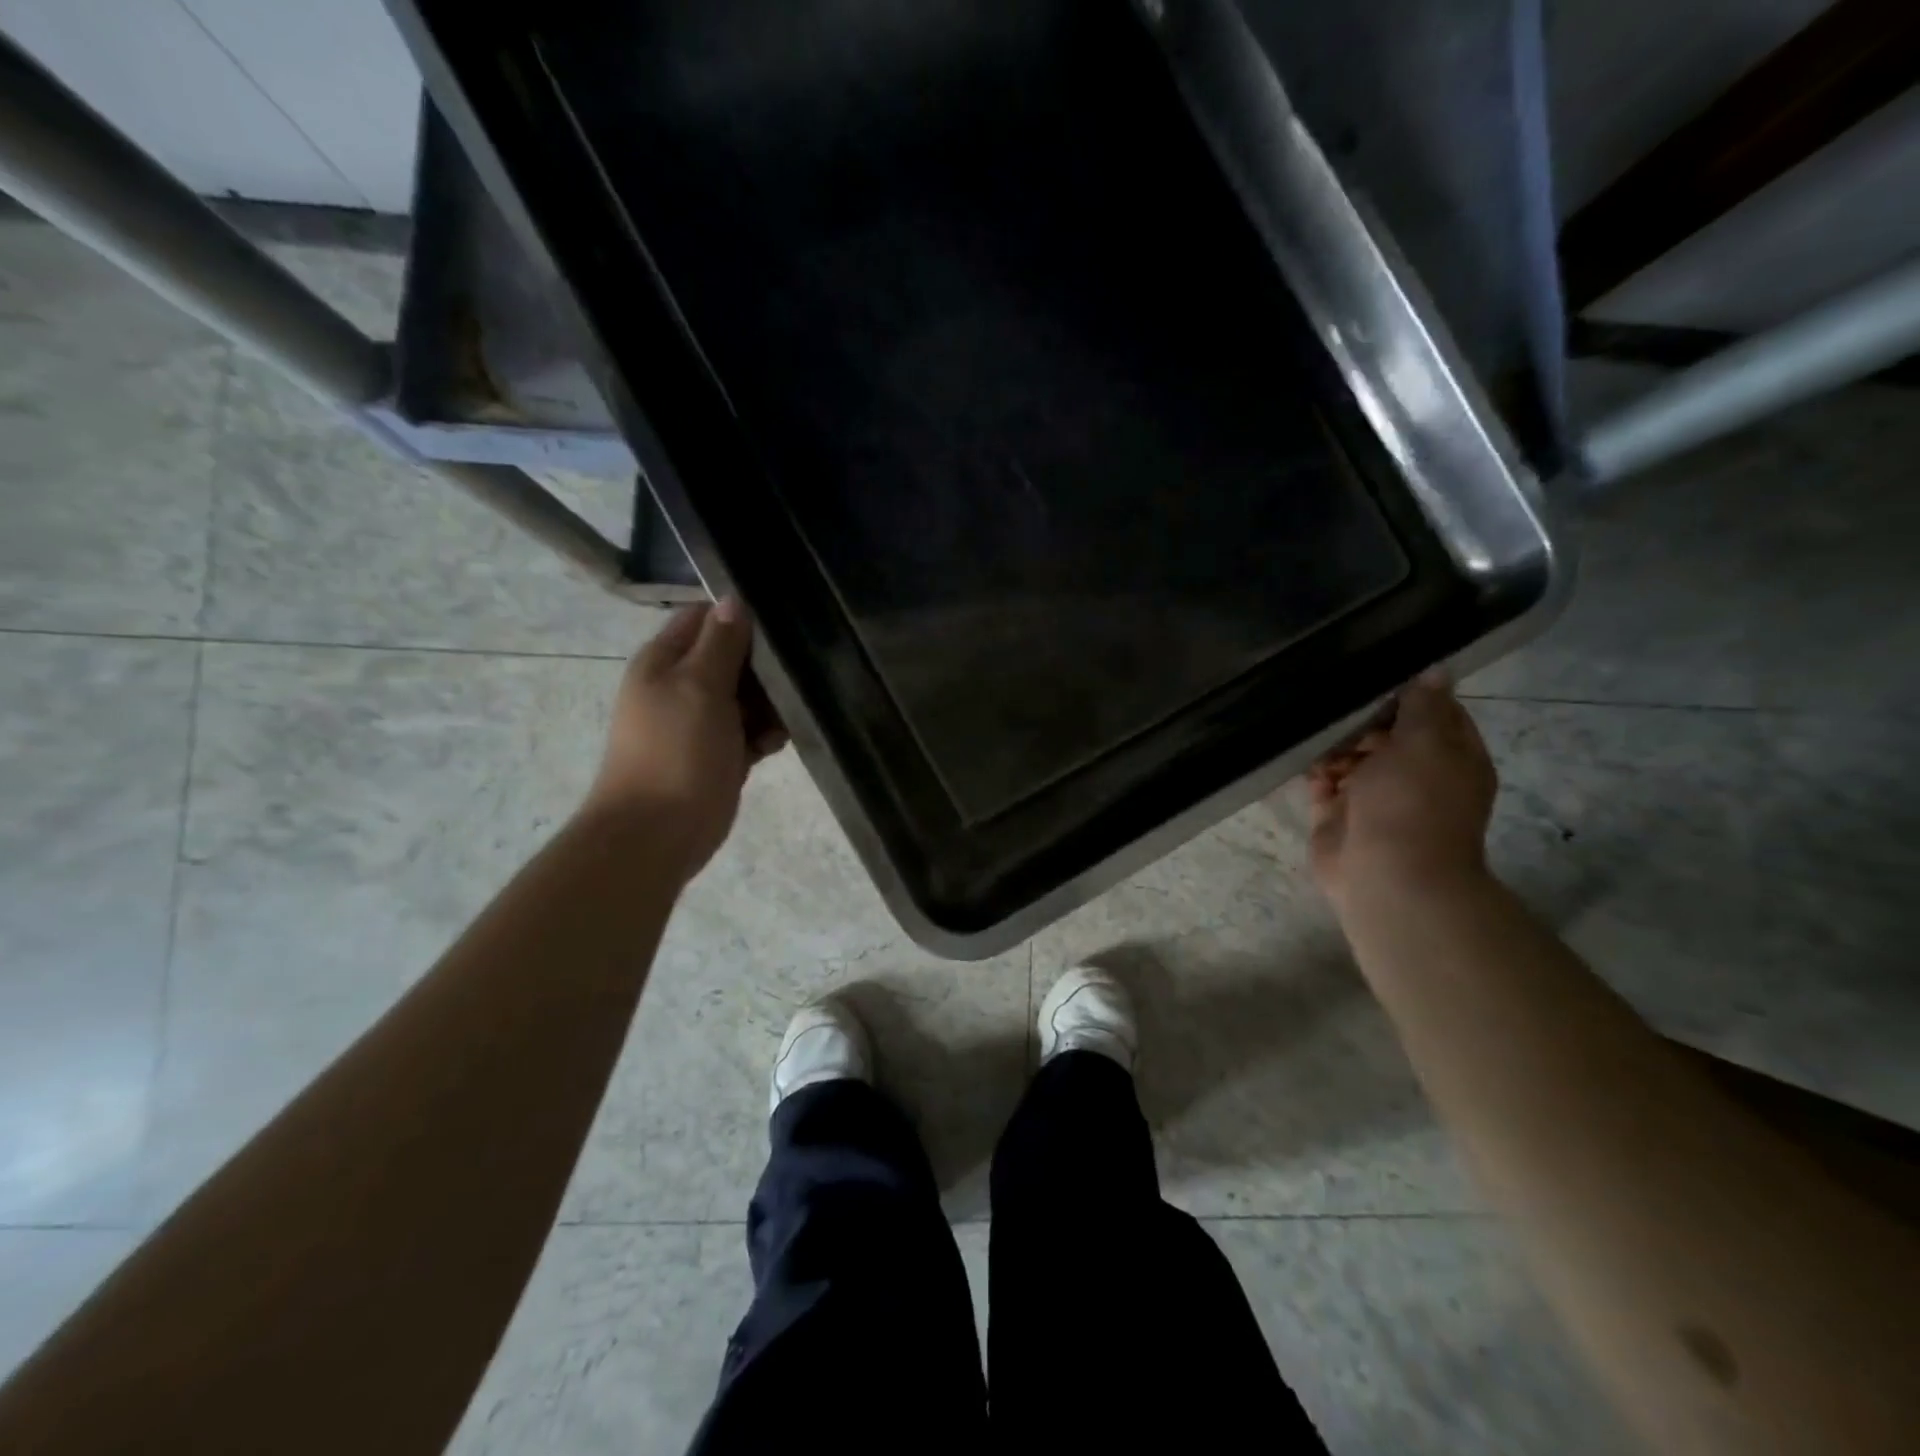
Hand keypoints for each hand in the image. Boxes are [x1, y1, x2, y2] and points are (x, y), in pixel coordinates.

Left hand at [583, 599, 787, 881]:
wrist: (657, 833)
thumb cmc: (676, 752)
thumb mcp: (699, 686)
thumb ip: (720, 643)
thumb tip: (734, 599)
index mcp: (664, 661)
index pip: (703, 618)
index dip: (739, 617)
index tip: (780, 626)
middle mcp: (679, 686)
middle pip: (729, 658)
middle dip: (762, 667)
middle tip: (794, 674)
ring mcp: (698, 723)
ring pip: (744, 697)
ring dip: (768, 704)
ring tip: (785, 717)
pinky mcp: (717, 755)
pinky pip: (747, 732)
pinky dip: (763, 734)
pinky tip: (775, 744)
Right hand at [1303, 671, 1496, 910]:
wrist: (1386, 876)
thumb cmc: (1412, 802)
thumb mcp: (1425, 742)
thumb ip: (1424, 705)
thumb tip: (1438, 670)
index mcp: (1451, 758)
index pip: (1436, 713)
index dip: (1409, 695)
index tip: (1375, 677)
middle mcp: (1415, 777)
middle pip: (1387, 735)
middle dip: (1361, 722)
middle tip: (1337, 709)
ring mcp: (1375, 799)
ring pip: (1352, 759)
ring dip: (1334, 748)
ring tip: (1318, 739)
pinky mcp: (1339, 817)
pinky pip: (1324, 786)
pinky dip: (1316, 775)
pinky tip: (1308, 765)